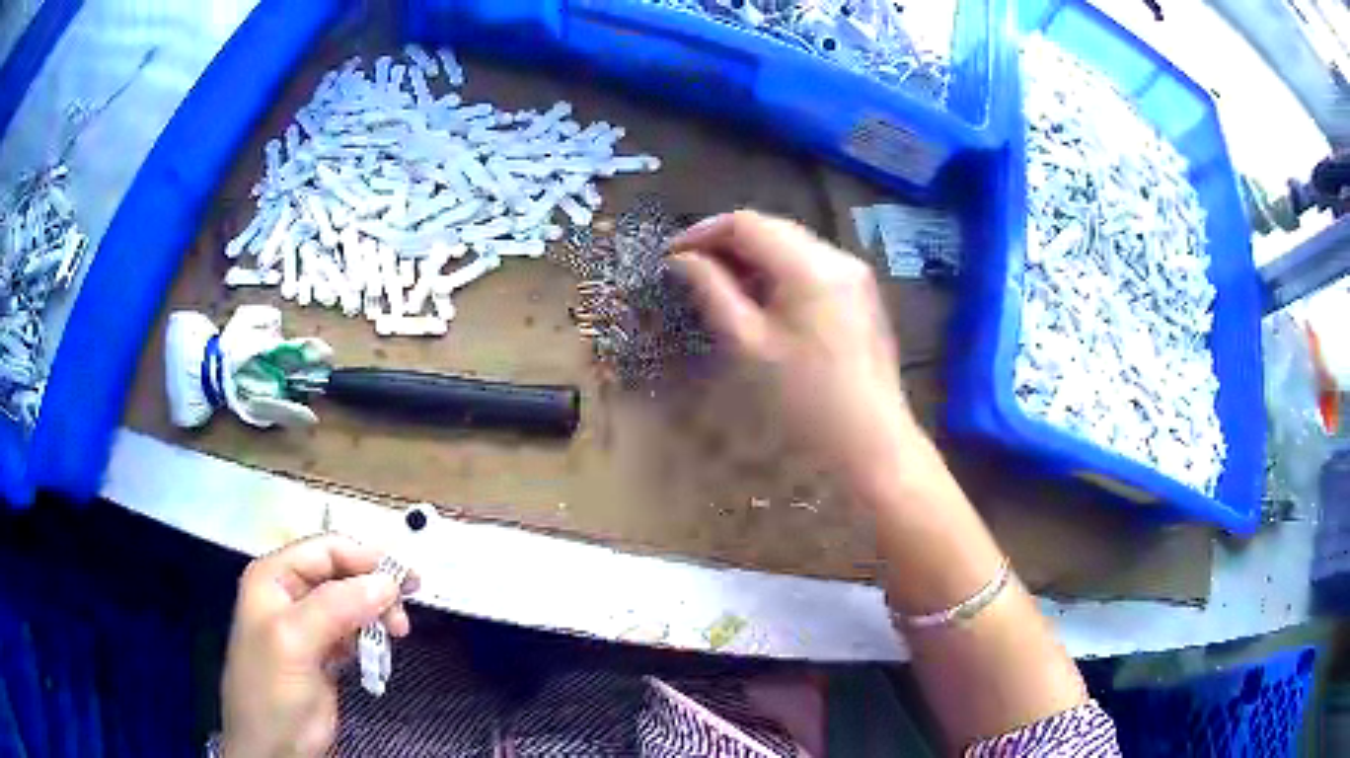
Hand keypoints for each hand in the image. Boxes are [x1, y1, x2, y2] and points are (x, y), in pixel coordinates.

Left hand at [220, 534, 417, 757]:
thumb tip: (387, 581)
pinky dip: (372, 636)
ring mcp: (308, 626)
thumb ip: (336, 607)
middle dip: (375, 587)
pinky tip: (381, 648)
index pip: (324, 550)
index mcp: (274, 578)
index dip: (364, 558)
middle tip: (406, 610)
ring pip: (352, 603)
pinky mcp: (325, 654)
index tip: (403, 580)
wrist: (273, 747)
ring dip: (377, 613)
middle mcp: (291, 594)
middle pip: (341, 574)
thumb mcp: (295, 641)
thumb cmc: (272, 688)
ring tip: (399, 633)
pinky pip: (354, 632)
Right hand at [669, 211, 919, 489]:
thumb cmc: (805, 400)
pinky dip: (780, 270)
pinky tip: (764, 299)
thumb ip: (712, 291)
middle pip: (772, 227)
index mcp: (809, 265)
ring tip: (722, 285)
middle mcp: (837, 256)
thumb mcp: (749, 345)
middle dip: (727, 243)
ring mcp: (856, 272)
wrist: (871, 440)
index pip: (746, 223)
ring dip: (753, 256)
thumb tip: (683, 259)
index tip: (672, 257)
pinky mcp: (863, 292)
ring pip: (792, 243)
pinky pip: (812, 263)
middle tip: (692, 270)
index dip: (703, 232)